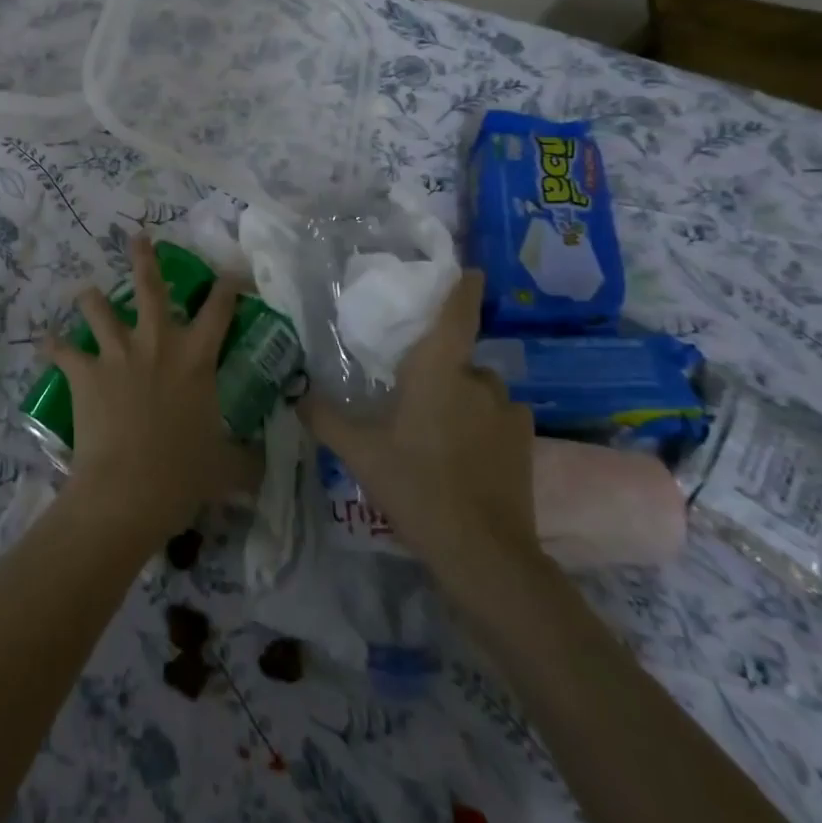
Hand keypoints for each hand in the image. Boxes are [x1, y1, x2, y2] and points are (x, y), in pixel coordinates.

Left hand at [44, 234, 259, 539]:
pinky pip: (62, 350)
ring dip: (91, 298)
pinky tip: (47, 341)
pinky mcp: (85, 372)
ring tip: (86, 292)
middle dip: (144, 259)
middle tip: (137, 238)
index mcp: (196, 357)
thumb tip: (263, 469)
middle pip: (150, 287)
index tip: (230, 273)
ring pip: (98, 308)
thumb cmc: (183, 474)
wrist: (129, 489)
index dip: (227, 286)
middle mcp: (157, 343)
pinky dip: (55, 346)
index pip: (219, 309)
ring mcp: (117, 354)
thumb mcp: (226, 467)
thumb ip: (246, 460)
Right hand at [303, 269, 540, 584]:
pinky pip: (500, 417)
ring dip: (463, 398)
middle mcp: (479, 381)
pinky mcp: (526, 444)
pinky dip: (484, 424)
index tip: (469, 269)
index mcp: (438, 371)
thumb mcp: (359, 452)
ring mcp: (508, 413)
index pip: (456, 314)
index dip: (462, 288)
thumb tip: (295, 393)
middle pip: (460, 359)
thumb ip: (324, 418)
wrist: (483, 553)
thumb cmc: (416, 486)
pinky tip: (466, 454)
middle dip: (440, 370)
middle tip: (412, 395)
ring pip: (480, 390)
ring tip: (438, 431)